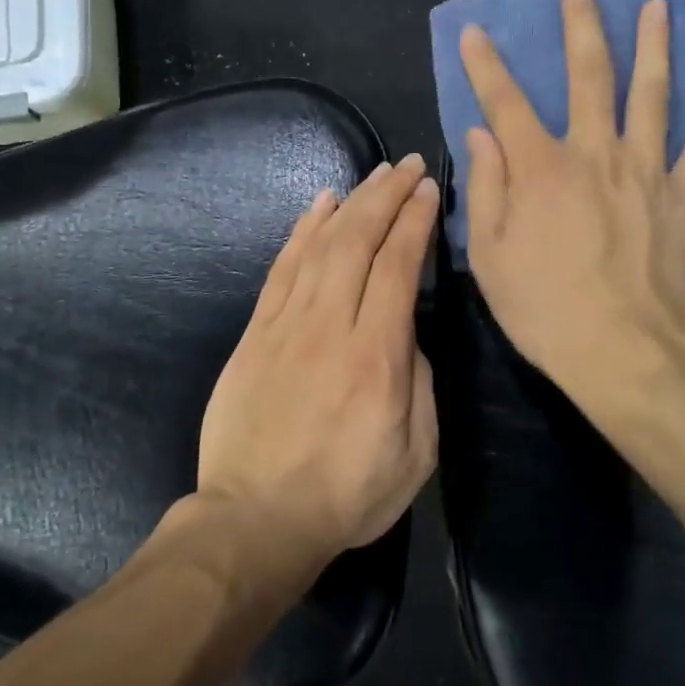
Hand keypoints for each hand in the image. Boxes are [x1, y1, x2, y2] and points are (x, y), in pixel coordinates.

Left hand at [197, 155, 440, 562]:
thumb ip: (418, 382)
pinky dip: (302, 231)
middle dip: (387, 196)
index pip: (398, 267)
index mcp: (377, 357)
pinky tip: (320, 206)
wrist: (255, 520)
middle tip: (409, 166)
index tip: (429, 191)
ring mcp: (285, 326)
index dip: (415, 221)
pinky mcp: (255, 335)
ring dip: (350, 203)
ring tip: (373, 174)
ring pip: (319, 245)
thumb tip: (405, 333)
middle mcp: (330, 328)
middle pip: (358, 242)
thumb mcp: (415, 453)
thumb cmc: (346, 495)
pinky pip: (281, 269)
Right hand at [459, 0, 684, 396]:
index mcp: (541, 170)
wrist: (627, 352)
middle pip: (590, 78)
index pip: (505, 103)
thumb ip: (485, 189)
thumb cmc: (546, 309)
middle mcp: (595, 155)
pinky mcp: (684, 199)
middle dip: (581, 30)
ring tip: (658, 8)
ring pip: (652, 96)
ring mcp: (646, 172)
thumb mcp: (491, 256)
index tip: (476, 32)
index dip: (486, 66)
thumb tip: (481, 134)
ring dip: (654, 48)